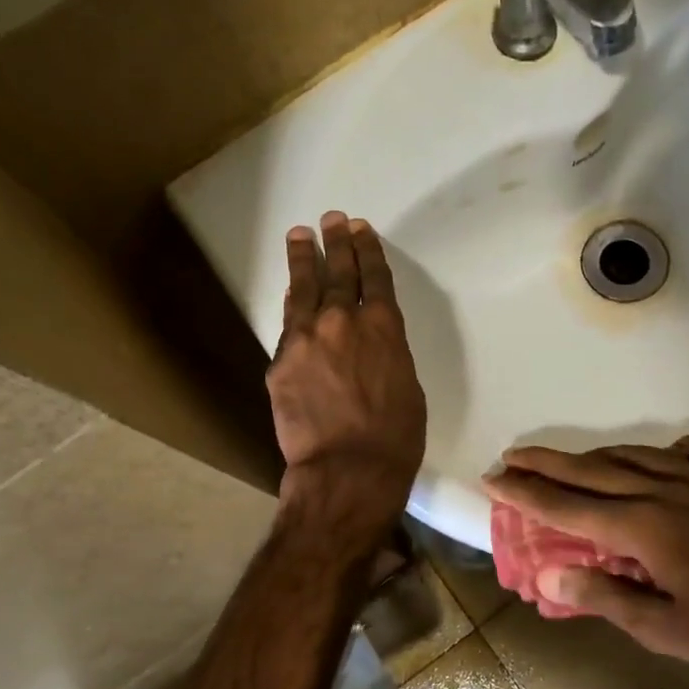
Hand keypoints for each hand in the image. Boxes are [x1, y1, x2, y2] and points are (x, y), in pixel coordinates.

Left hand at [268, 212, 426, 543]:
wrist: (348, 469)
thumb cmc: (395, 437)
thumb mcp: (407, 388)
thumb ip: (387, 356)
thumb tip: (369, 349)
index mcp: (384, 328)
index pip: (375, 277)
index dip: (368, 251)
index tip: (361, 229)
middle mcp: (343, 322)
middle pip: (339, 272)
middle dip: (337, 242)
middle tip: (332, 219)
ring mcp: (307, 339)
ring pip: (304, 289)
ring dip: (304, 260)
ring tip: (300, 236)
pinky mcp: (280, 362)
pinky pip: (288, 325)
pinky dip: (292, 306)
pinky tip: (291, 295)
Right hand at [484, 438, 688, 676]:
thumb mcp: (665, 630)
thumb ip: (604, 597)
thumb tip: (546, 575)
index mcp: (644, 528)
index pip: (568, 508)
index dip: (526, 493)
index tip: (492, 479)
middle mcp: (664, 491)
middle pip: (591, 472)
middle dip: (545, 464)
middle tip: (511, 457)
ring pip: (631, 456)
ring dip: (591, 456)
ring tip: (564, 460)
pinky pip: (686, 453)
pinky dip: (661, 452)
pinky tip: (656, 459)